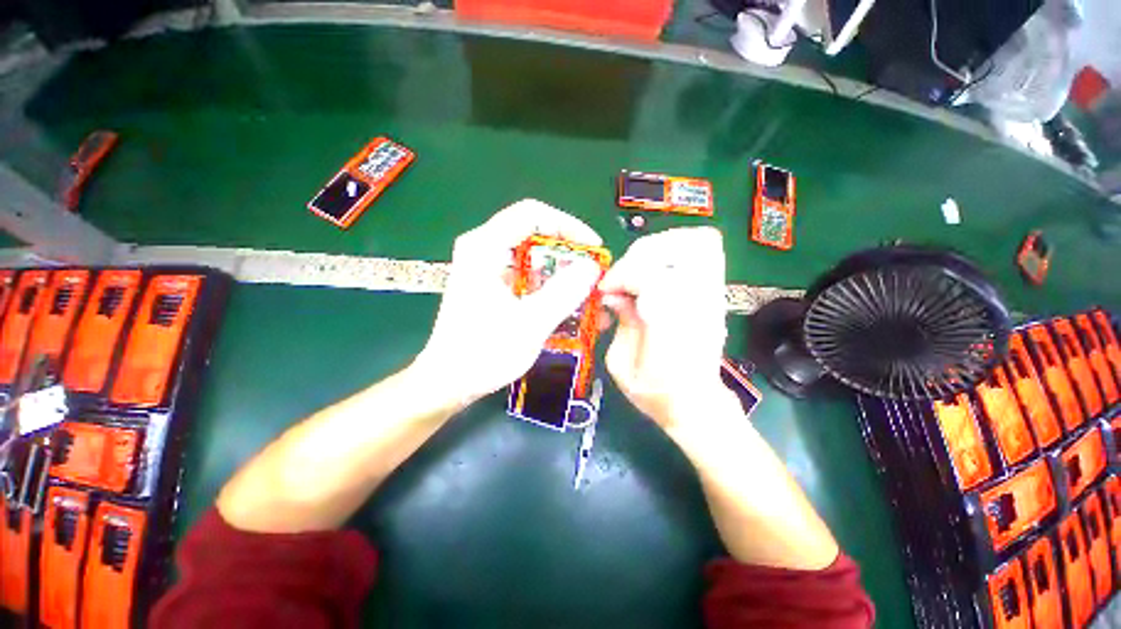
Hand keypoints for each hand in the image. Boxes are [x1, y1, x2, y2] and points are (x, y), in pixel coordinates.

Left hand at [413, 199, 602, 406]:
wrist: (448, 382)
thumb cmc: (483, 353)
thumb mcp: (530, 323)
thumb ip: (563, 292)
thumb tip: (591, 267)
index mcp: (485, 247)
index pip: (533, 214)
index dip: (568, 226)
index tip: (593, 249)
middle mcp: (484, 249)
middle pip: (535, 236)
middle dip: (569, 255)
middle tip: (593, 276)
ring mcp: (488, 268)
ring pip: (534, 258)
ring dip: (562, 274)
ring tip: (587, 295)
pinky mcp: (493, 286)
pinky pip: (528, 276)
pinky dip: (550, 288)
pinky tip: (569, 306)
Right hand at [599, 227, 729, 429]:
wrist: (695, 403)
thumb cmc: (655, 392)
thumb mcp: (621, 365)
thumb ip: (619, 322)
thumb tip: (613, 294)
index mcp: (671, 325)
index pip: (651, 275)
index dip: (622, 275)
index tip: (605, 290)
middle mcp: (698, 303)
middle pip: (677, 249)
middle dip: (640, 255)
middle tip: (623, 275)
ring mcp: (712, 295)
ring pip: (698, 242)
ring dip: (661, 245)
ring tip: (639, 265)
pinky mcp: (715, 293)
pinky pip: (706, 250)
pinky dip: (678, 247)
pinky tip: (657, 265)